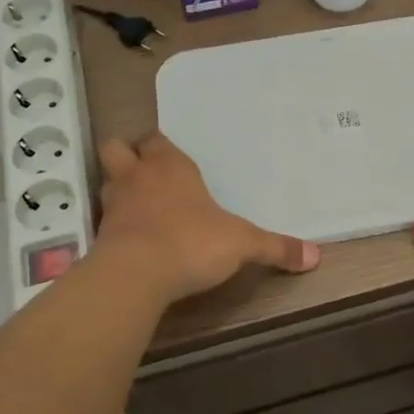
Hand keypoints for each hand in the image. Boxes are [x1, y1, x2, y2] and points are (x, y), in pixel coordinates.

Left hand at [95, 132, 318, 301]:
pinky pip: (103, 219)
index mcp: (171, 166)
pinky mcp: (98, 235)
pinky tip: (130, 240)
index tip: (172, 159)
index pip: (156, 140)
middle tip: (145, 173)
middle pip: (117, 149)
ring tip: (138, 207)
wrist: (137, 274)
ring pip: (108, 181)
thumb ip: (276, 248)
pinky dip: (114, 224)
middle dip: (127, 156)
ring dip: (119, 189)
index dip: (160, 147)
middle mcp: (137, 177)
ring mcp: (113, 204)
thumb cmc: (193, 242)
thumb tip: (315, 256)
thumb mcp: (243, 244)